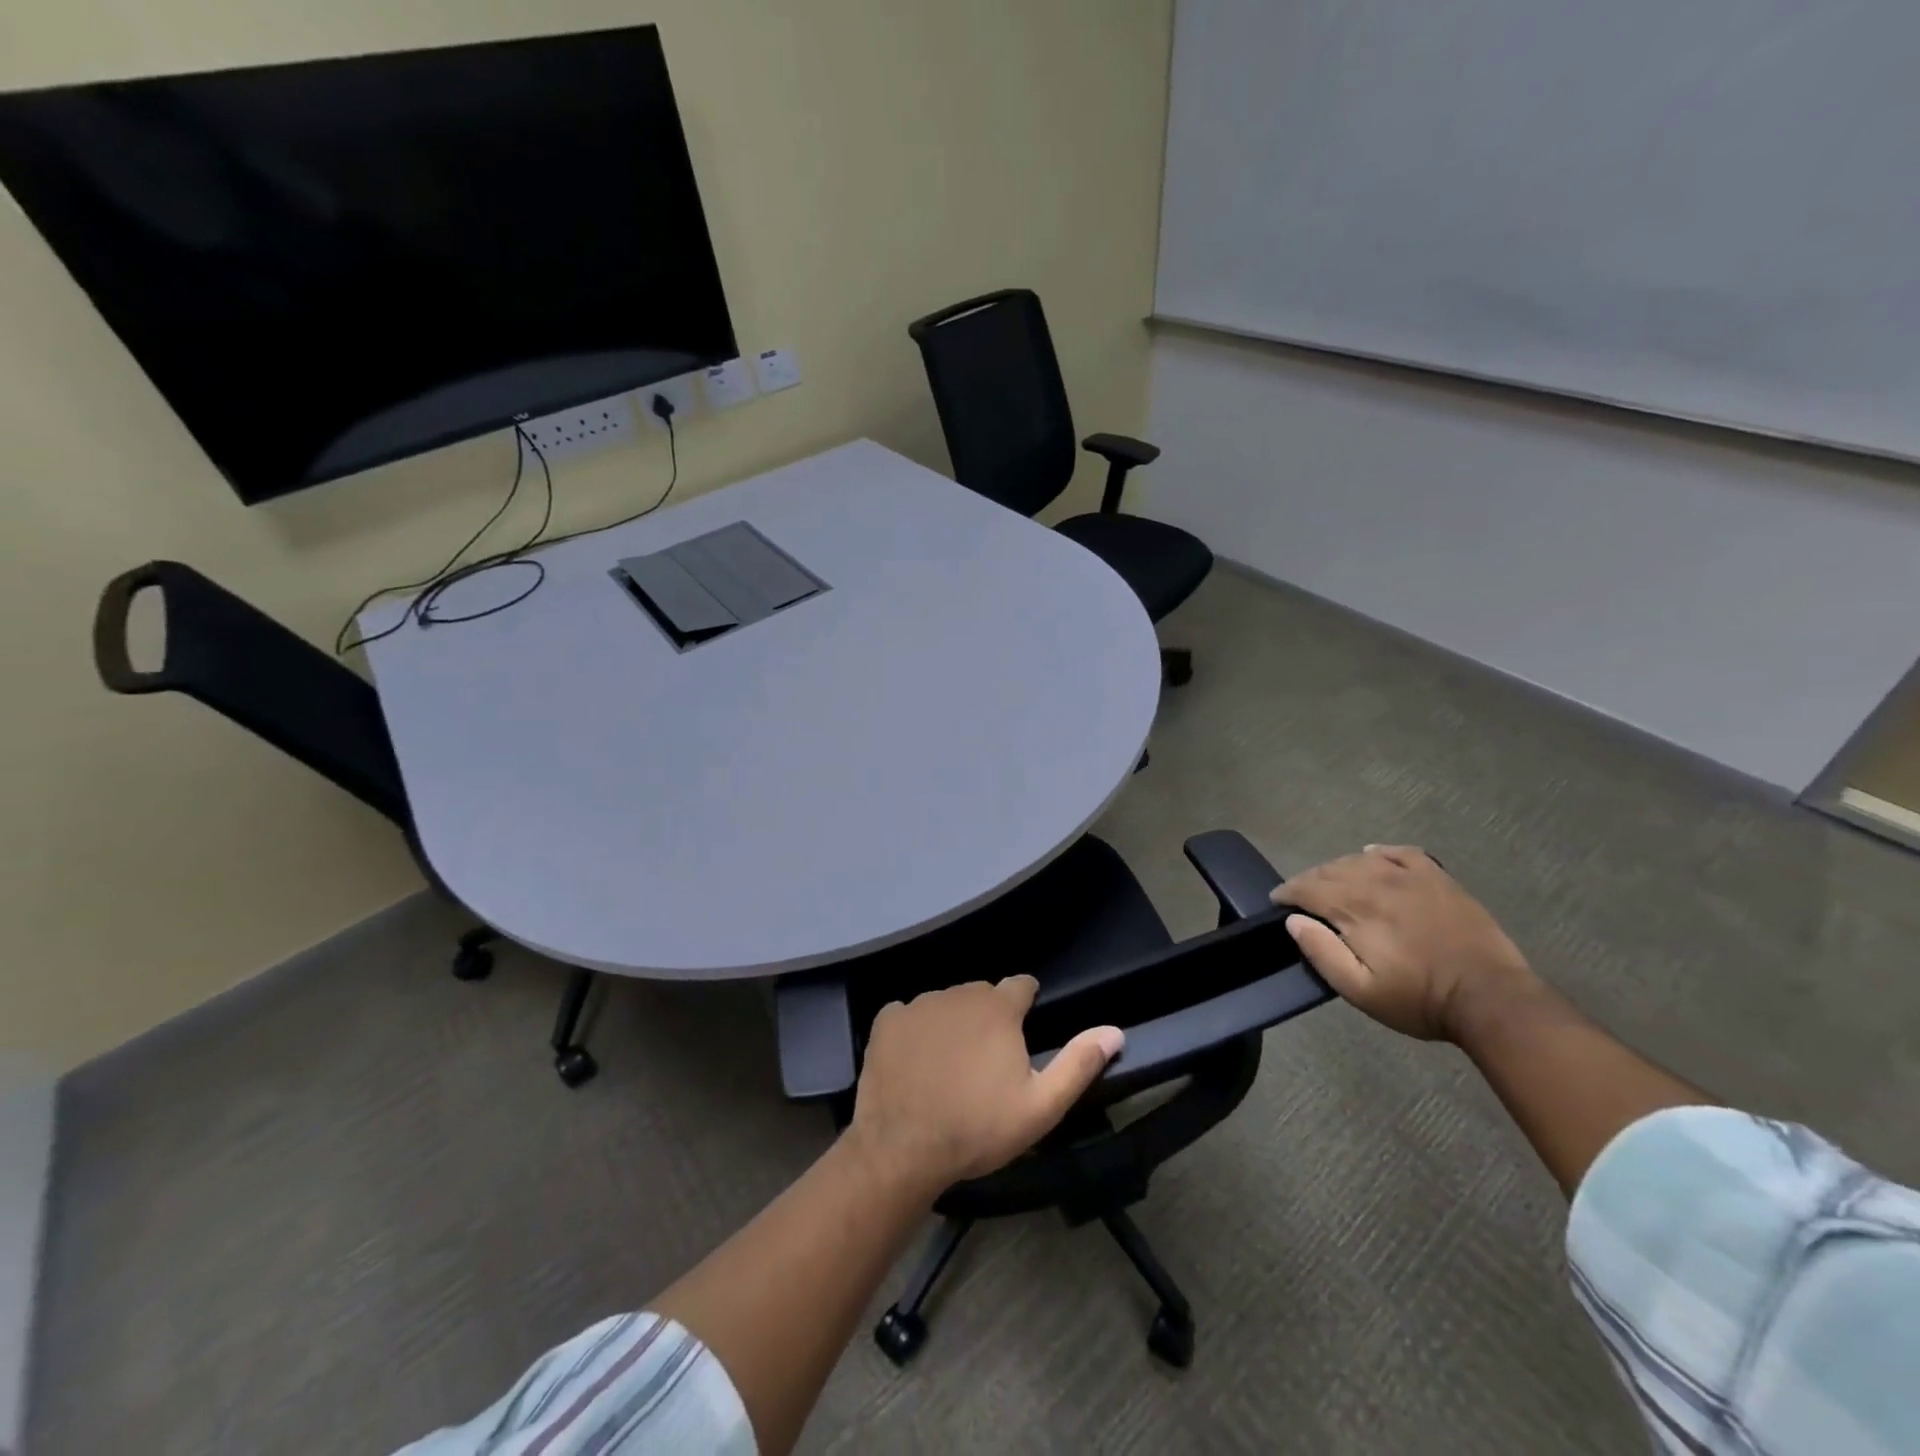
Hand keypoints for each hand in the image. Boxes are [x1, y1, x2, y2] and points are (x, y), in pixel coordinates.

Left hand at [846, 977, 1123, 1195]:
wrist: (903, 1149)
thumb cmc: (978, 1128)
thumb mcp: (1041, 1106)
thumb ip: (1079, 1064)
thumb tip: (1114, 1031)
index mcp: (998, 1007)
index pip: (1021, 985)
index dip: (1027, 1003)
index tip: (1024, 1030)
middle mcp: (958, 993)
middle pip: (982, 995)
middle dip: (990, 1017)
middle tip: (987, 1061)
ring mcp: (919, 1004)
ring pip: (945, 1004)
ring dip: (953, 1023)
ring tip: (950, 1066)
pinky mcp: (887, 1021)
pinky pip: (908, 1015)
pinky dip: (915, 1031)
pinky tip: (914, 1063)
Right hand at [1273, 846, 1537, 1041]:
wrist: (1491, 998)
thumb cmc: (1420, 999)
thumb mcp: (1361, 990)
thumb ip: (1322, 953)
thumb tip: (1294, 920)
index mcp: (1356, 909)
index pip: (1308, 888)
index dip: (1287, 892)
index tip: (1277, 901)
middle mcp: (1377, 882)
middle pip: (1330, 870)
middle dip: (1308, 880)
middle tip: (1300, 896)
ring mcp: (1411, 877)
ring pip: (1360, 859)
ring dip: (1338, 868)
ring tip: (1332, 882)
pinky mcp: (1438, 878)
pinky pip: (1401, 853)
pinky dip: (1380, 852)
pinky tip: (1373, 855)